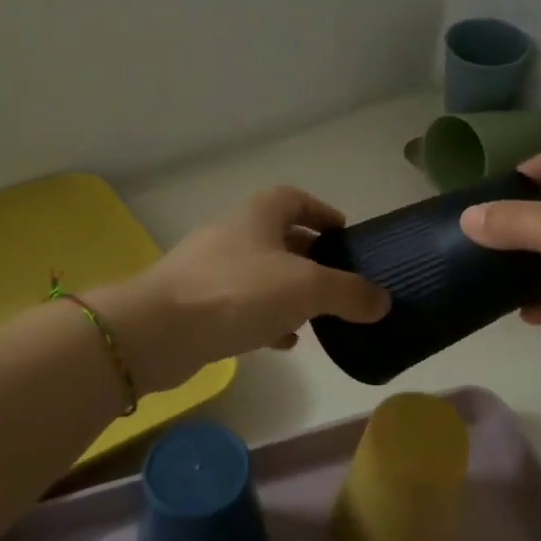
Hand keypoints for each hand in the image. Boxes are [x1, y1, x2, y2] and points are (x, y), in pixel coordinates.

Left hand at [93, 186, 389, 391]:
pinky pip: (241, 306)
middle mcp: (233, 234)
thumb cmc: (237, 292)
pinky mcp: (197, 305)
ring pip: (260, 274)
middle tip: (338, 281)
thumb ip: (349, 292)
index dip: (322, 212)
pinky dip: (266, 318)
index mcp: (258, 215)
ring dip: (288, 291)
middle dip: (310, 257)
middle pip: (279, 237)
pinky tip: (283, 341)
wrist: (157, 331)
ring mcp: (210, 270)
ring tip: (317, 315)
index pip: (294, 199)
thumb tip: (383, 301)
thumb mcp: (306, 288)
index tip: (344, 234)